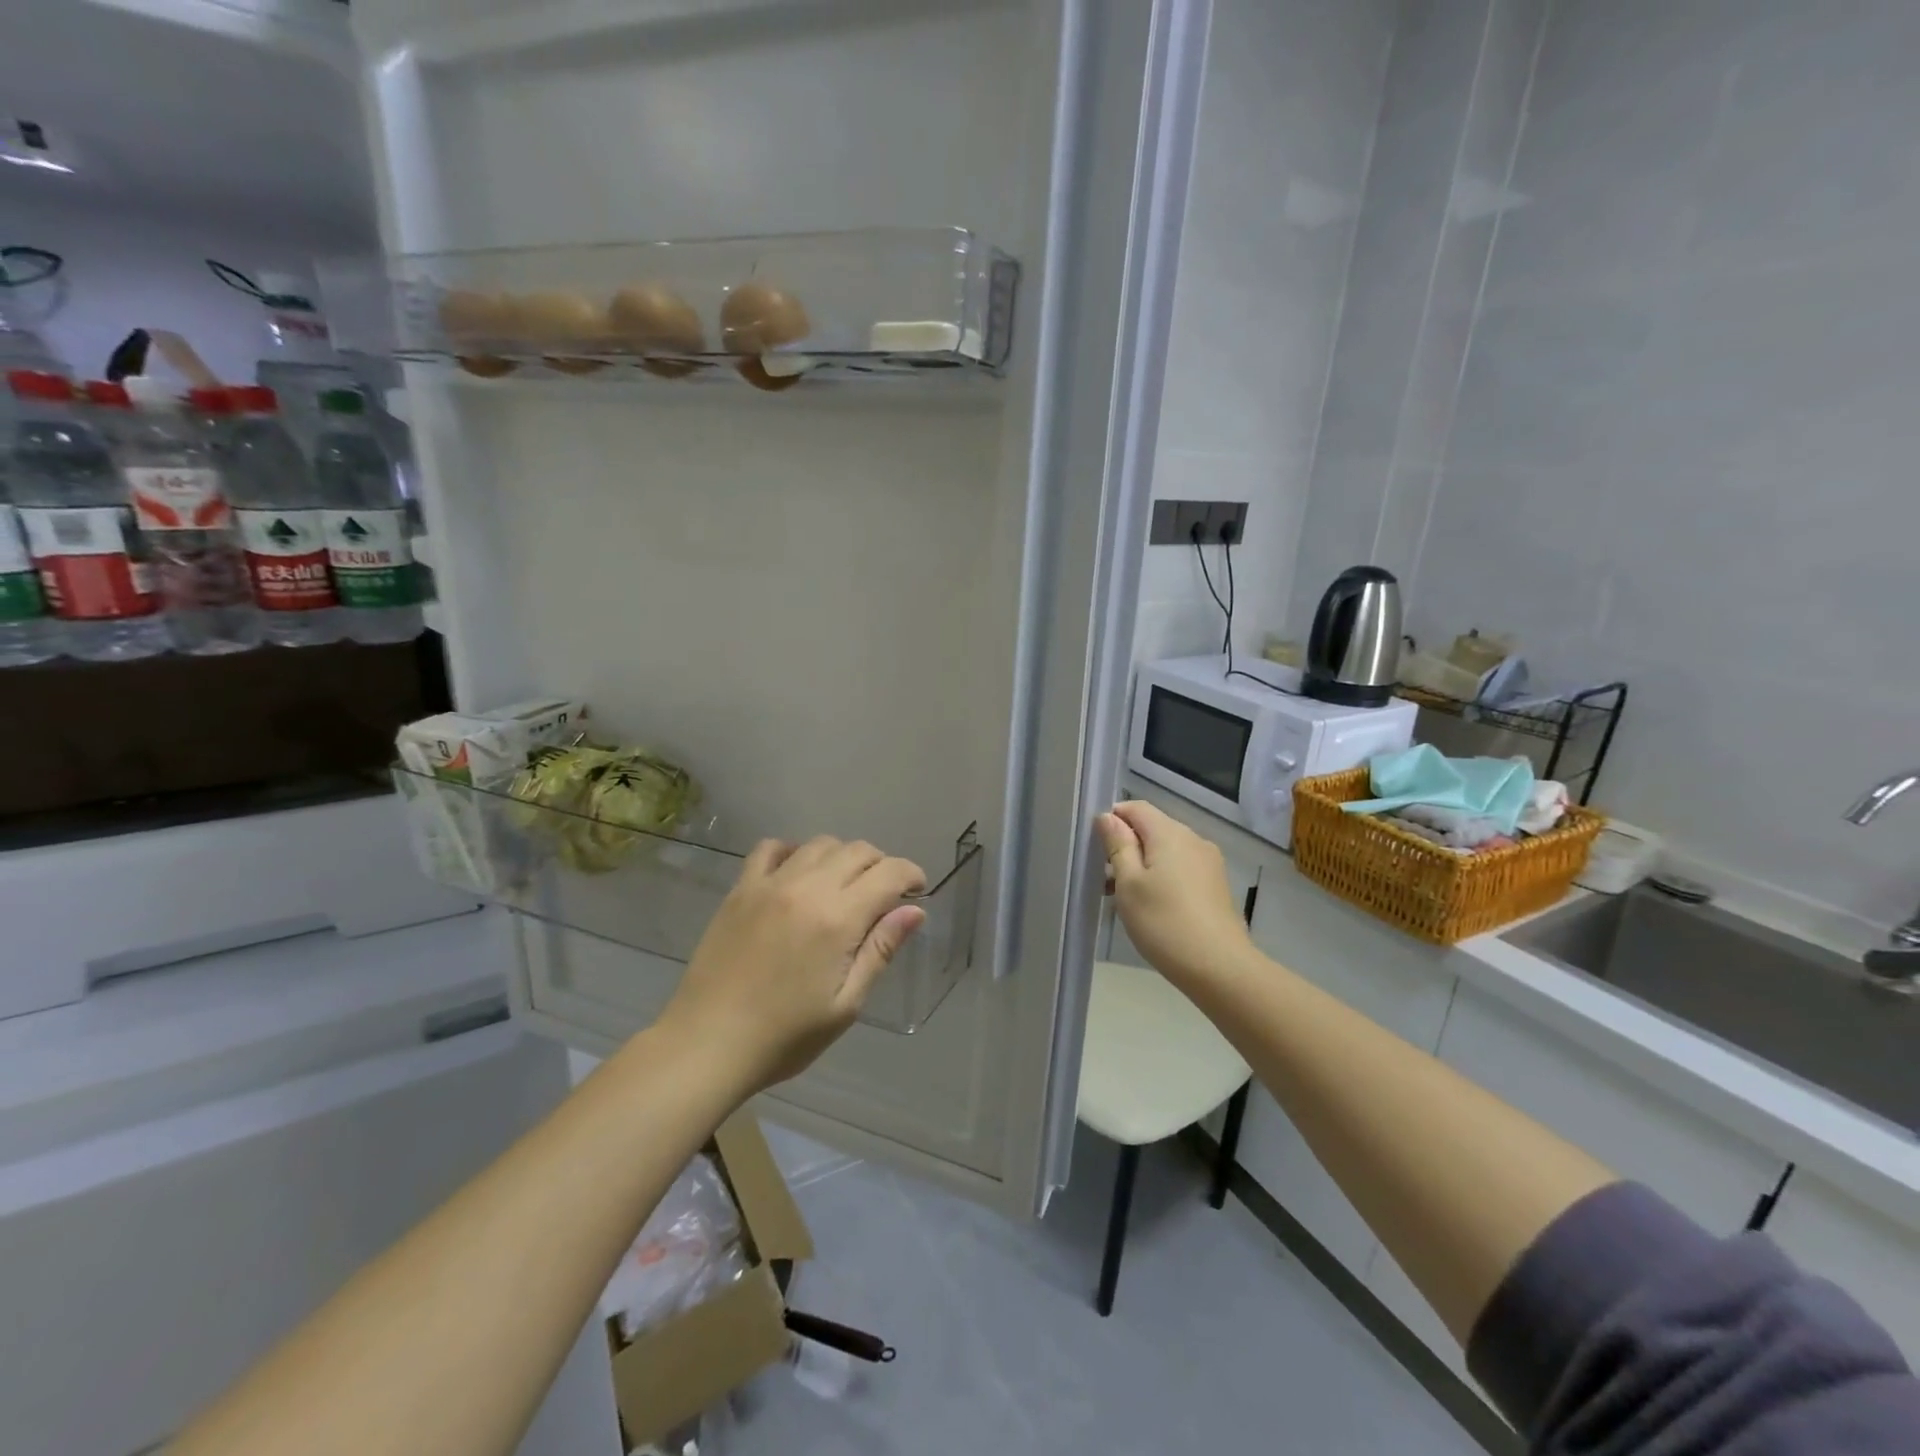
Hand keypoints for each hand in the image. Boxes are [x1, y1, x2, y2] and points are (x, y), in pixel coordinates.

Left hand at [661, 836, 927, 1092]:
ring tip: (843, 885)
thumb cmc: (785, 1036)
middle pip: (857, 850)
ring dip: (842, 857)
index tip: (917, 891)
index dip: (911, 875)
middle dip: (881, 864)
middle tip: (884, 894)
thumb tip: (914, 911)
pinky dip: (793, 851)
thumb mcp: (845, 1004)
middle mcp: (806, 888)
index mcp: (837, 918)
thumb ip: (880, 950)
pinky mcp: (740, 889)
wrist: (707, 1044)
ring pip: (819, 844)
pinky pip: (770, 848)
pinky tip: (797, 873)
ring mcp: (769, 884)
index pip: (888, 873)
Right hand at [1097, 801, 1252, 988]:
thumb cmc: (1164, 922)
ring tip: (1125, 899)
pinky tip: (1152, 908)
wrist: (1220, 968)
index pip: (1136, 808)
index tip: (1097, 849)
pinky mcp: (1216, 885)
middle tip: (1106, 881)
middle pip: (1152, 829)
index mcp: (1170, 833)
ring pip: (1166, 851)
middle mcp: (1193, 839)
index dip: (1113, 820)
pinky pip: (1181, 868)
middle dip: (1126, 847)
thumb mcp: (1129, 884)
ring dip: (1143, 865)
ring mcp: (1208, 863)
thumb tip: (1108, 817)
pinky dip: (1162, 878)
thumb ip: (1118, 846)